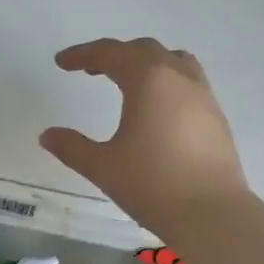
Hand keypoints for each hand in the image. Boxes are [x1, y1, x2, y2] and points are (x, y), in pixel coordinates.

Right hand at [40, 37, 247, 237]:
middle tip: (90, 70)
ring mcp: (202, 95)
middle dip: (114, 54)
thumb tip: (47, 135)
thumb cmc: (152, 184)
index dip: (83, 54)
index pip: (111, 54)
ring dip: (145, 62)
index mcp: (148, 80)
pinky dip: (165, 81)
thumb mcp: (102, 166)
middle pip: (143, 50)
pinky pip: (187, 81)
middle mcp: (178, 78)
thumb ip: (72, 147)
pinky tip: (155, 108)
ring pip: (172, 61)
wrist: (211, 213)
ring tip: (127, 80)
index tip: (62, 62)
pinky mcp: (215, 116)